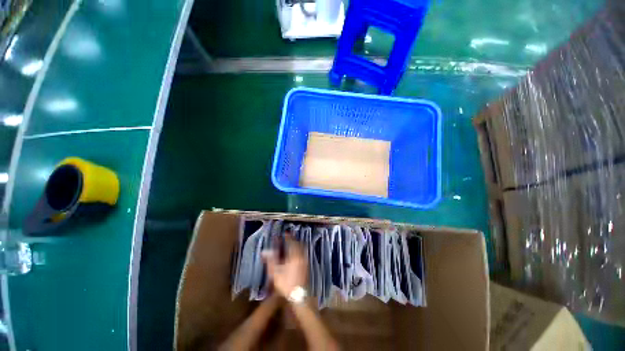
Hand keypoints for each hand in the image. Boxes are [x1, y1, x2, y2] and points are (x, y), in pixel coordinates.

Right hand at [262, 233, 307, 297]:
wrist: (299, 296)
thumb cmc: (286, 284)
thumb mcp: (275, 273)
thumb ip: (271, 260)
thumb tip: (264, 251)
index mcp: (294, 256)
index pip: (291, 242)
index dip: (288, 237)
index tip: (285, 233)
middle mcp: (301, 256)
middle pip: (298, 244)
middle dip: (293, 239)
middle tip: (287, 237)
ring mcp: (305, 261)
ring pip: (301, 248)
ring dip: (296, 244)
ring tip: (290, 244)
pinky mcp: (306, 265)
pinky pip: (303, 253)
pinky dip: (299, 250)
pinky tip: (295, 253)